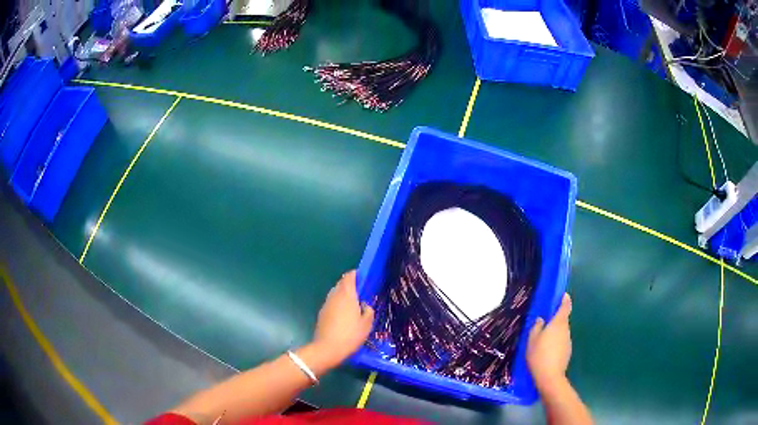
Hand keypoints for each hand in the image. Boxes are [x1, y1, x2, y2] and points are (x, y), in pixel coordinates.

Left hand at [312, 270, 374, 365]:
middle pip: (341, 284)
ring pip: (335, 293)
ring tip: (353, 305)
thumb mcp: (367, 324)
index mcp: (347, 295)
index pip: (349, 277)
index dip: (356, 275)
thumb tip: (364, 305)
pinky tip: (344, 316)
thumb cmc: (350, 335)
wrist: (327, 348)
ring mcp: (326, 304)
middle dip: (350, 285)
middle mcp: (334, 296)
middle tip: (361, 293)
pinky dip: (338, 304)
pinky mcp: (322, 313)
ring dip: (343, 295)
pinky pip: (332, 303)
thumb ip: (368, 311)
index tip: (363, 278)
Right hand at [527, 293, 571, 388]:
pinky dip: (555, 342)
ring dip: (555, 332)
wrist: (550, 376)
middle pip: (563, 320)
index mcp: (558, 323)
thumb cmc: (539, 355)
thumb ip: (536, 327)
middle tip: (544, 322)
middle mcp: (566, 330)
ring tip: (543, 339)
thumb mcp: (532, 340)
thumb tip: (541, 319)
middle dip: (556, 319)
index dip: (564, 299)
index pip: (565, 306)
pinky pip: (561, 342)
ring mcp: (568, 341)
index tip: (562, 295)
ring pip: (562, 332)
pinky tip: (546, 351)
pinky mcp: (567, 351)